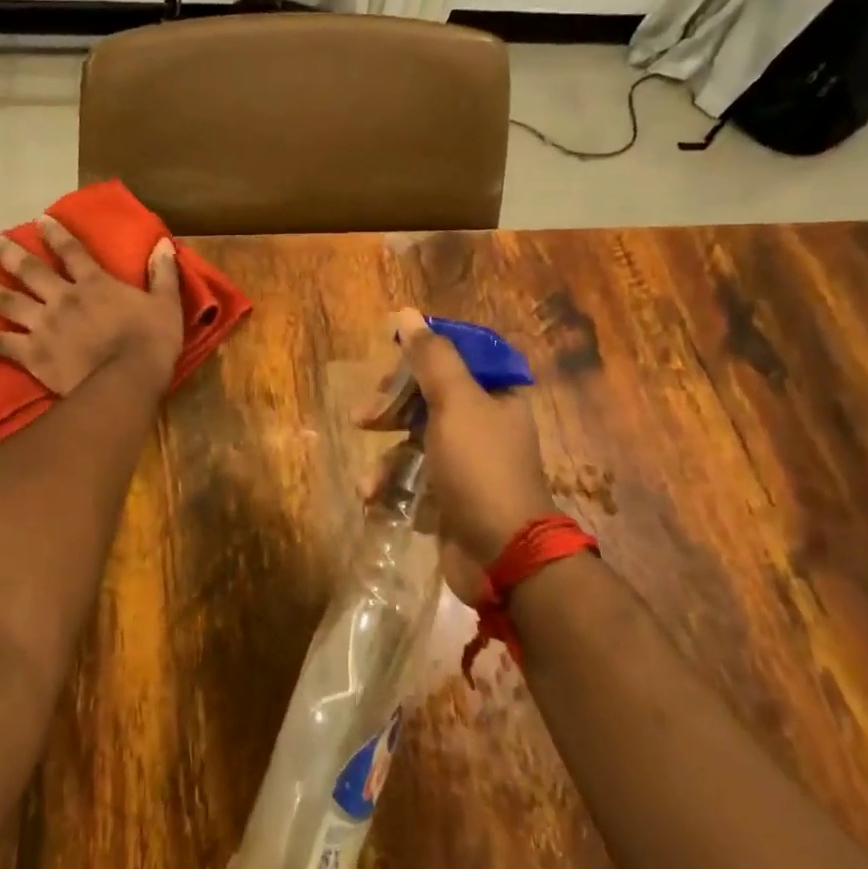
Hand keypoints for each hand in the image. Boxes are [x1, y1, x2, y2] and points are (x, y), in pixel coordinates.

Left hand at [0, 217, 183, 394]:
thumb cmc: (151, 342)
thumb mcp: (166, 304)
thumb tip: (163, 244)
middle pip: (28, 269)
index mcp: (94, 284)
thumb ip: (163, 274)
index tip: (39, 219)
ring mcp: (42, 324)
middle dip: (4, 251)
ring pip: (4, 299)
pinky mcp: (31, 353)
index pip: (72, 251)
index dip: (56, 234)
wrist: (127, 379)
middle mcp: (62, 297)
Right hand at [358, 309, 554, 600]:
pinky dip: (394, 488)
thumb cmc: (480, 468)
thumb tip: (407, 313)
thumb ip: (431, 357)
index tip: (389, 361)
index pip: (455, 356)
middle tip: (364, 417)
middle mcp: (484, 423)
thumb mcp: (455, 404)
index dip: (419, 356)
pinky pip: (414, 478)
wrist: (503, 556)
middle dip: (392, 408)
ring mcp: (466, 462)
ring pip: (414, 441)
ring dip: (387, 459)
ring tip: (370, 482)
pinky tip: (377, 501)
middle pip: (428, 397)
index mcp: (496, 394)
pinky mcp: (450, 496)